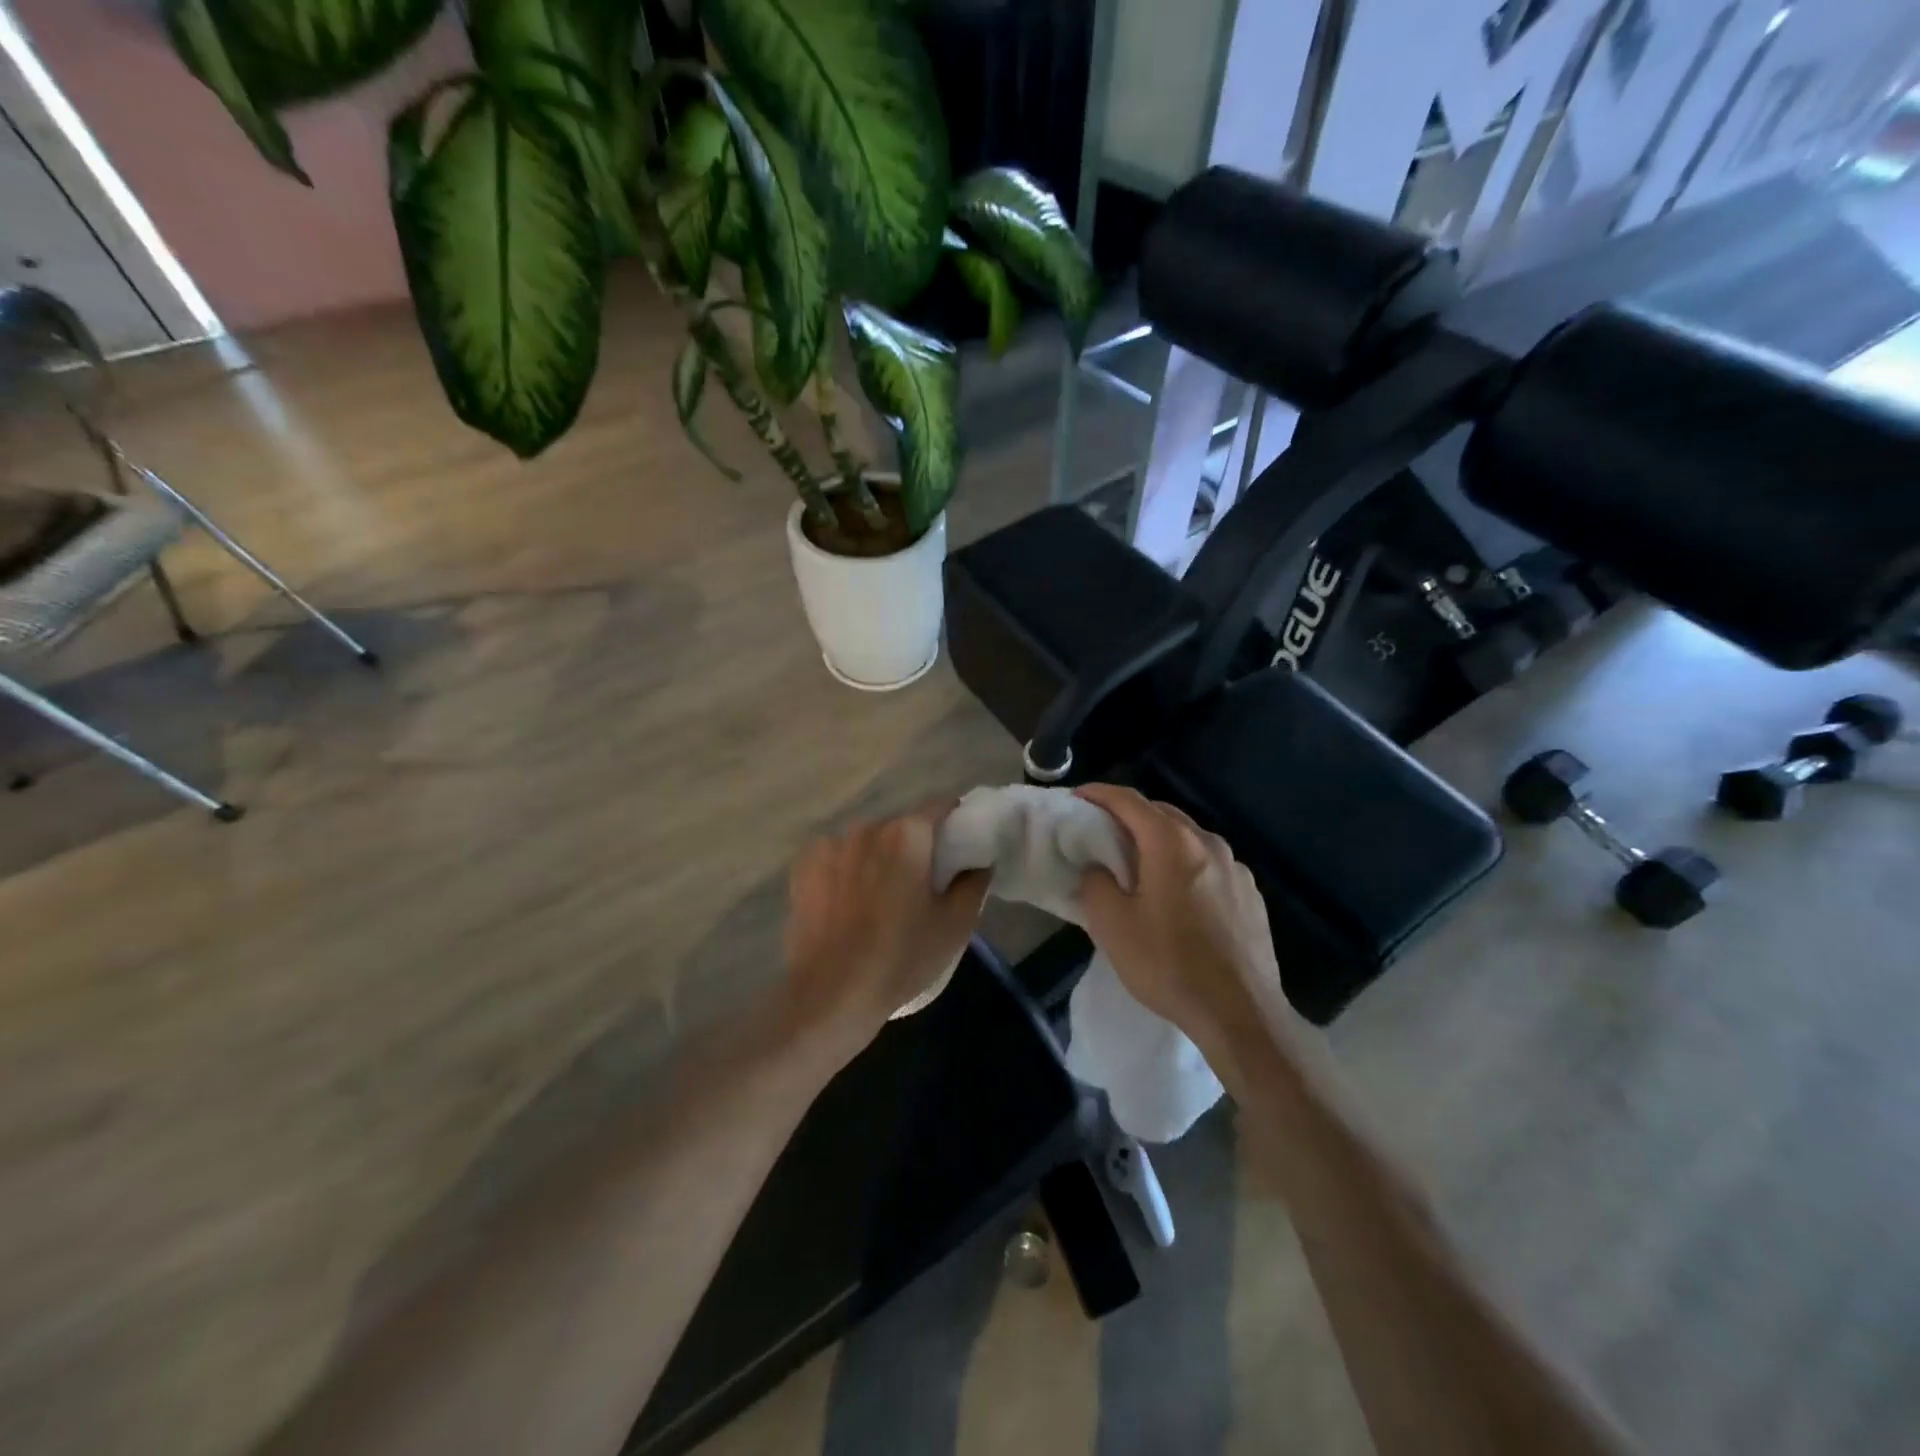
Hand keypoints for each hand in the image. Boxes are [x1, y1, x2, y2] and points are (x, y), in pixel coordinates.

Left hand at [781, 803, 988, 1063]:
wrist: (831, 993)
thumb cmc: (901, 957)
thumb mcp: (954, 925)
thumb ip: (973, 883)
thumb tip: (979, 862)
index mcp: (907, 834)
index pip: (939, 807)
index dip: (954, 821)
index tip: (959, 845)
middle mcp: (868, 828)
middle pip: (900, 825)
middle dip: (913, 845)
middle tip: (920, 881)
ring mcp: (830, 845)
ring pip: (866, 841)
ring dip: (877, 857)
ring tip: (879, 896)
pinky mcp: (804, 866)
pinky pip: (835, 856)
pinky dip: (845, 869)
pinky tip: (847, 901)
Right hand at [1074, 783, 1289, 1061]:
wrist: (1242, 1014)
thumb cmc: (1170, 965)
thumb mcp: (1112, 926)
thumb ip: (1096, 884)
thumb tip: (1098, 869)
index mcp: (1172, 843)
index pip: (1129, 800)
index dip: (1099, 794)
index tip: (1077, 797)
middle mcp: (1208, 844)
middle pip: (1162, 813)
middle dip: (1129, 815)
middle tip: (1103, 832)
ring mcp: (1236, 868)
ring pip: (1189, 838)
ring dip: (1160, 841)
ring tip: (1140, 865)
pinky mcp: (1251, 894)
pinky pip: (1210, 864)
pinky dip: (1186, 865)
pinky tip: (1179, 897)